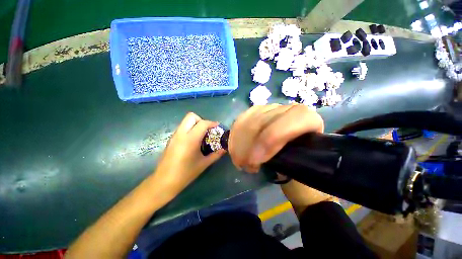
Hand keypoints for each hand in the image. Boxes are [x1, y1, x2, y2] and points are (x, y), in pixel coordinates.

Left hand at [152, 112, 225, 195]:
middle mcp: (181, 134)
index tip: (218, 127)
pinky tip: (193, 141)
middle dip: (201, 120)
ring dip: (195, 124)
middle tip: (207, 130)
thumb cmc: (186, 173)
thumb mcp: (204, 163)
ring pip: (185, 121)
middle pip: (191, 116)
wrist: (164, 181)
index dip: (212, 123)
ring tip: (201, 135)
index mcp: (190, 139)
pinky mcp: (171, 139)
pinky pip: (182, 128)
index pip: (202, 123)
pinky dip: (189, 129)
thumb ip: (216, 154)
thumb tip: (225, 149)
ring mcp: (174, 136)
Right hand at [229, 104, 323, 171]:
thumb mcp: (302, 167)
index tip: (255, 162)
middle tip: (242, 165)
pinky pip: (242, 119)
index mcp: (309, 120)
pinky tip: (233, 147)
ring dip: (239, 141)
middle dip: (248, 145)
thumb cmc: (303, 163)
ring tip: (238, 160)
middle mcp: (289, 109)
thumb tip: (263, 163)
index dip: (269, 141)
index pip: (289, 122)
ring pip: (250, 119)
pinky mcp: (258, 111)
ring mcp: (270, 109)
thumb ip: (288, 164)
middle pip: (263, 120)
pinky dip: (235, 134)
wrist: (295, 151)